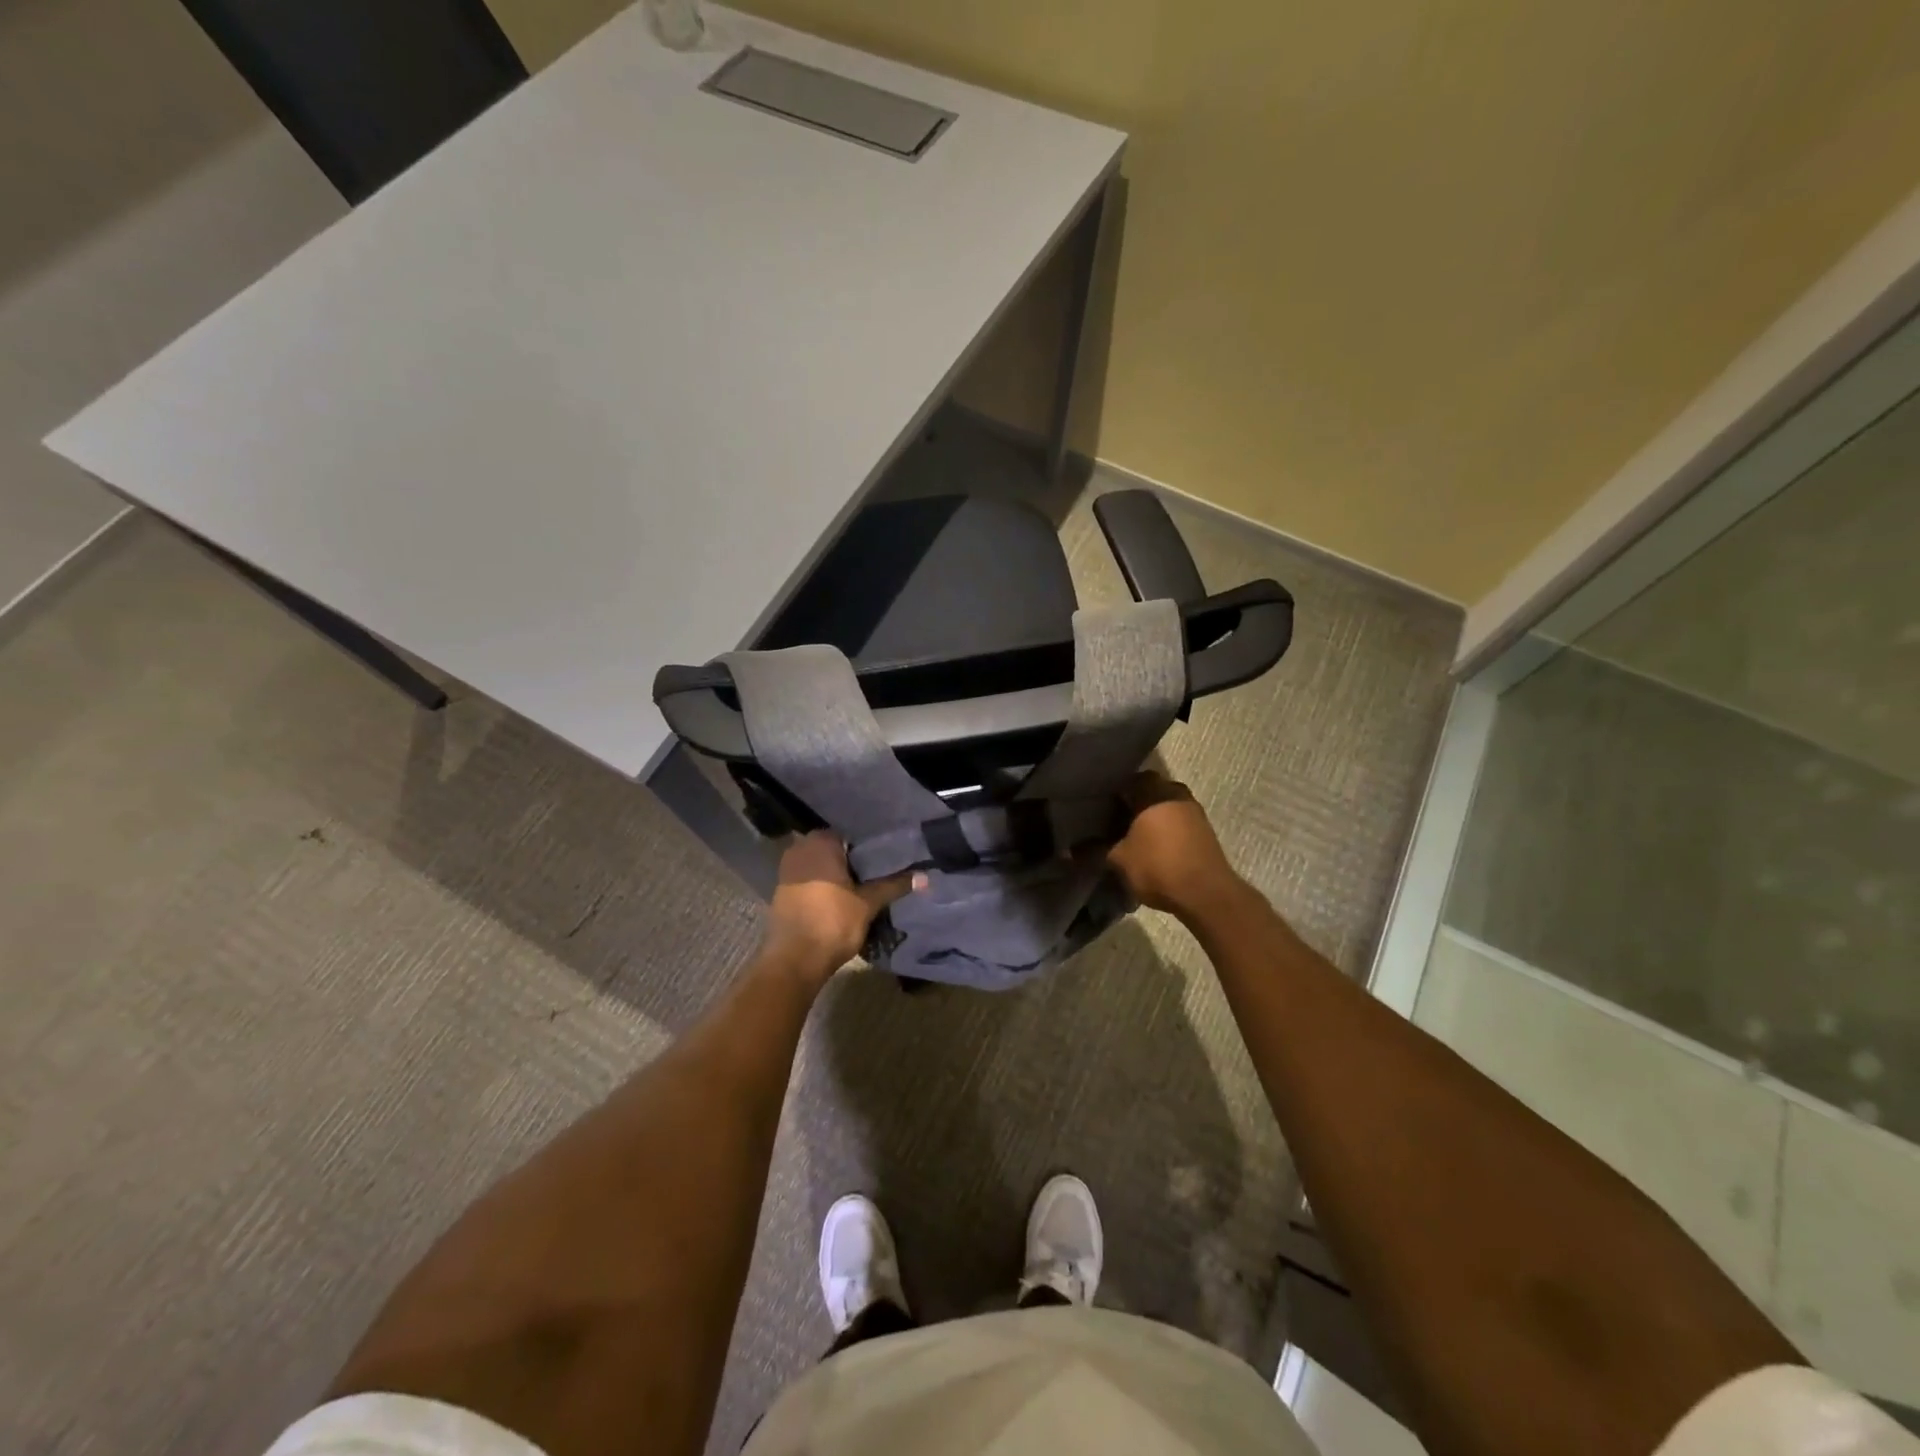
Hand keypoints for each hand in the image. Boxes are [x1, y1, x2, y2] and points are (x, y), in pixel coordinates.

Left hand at [764, 831, 923, 978]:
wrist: (795, 959)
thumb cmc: (833, 922)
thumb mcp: (868, 903)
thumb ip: (894, 885)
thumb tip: (925, 876)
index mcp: (820, 842)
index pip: (849, 834)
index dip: (867, 847)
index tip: (884, 858)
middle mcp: (800, 848)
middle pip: (833, 849)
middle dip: (851, 860)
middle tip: (876, 872)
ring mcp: (787, 869)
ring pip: (819, 865)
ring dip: (836, 874)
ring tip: (862, 886)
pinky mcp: (782, 890)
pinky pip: (808, 879)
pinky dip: (821, 886)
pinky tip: (839, 898)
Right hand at [1108, 772, 1244, 919]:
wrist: (1206, 894)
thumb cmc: (1158, 866)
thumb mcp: (1119, 860)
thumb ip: (1094, 850)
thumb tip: (1069, 851)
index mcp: (1154, 792)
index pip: (1131, 779)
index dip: (1115, 790)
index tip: (1101, 805)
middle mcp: (1176, 794)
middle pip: (1151, 791)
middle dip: (1134, 804)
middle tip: (1114, 821)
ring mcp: (1194, 813)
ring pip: (1166, 807)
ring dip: (1152, 818)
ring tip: (1133, 838)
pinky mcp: (1205, 832)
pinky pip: (1178, 822)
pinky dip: (1166, 831)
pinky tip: (1153, 849)